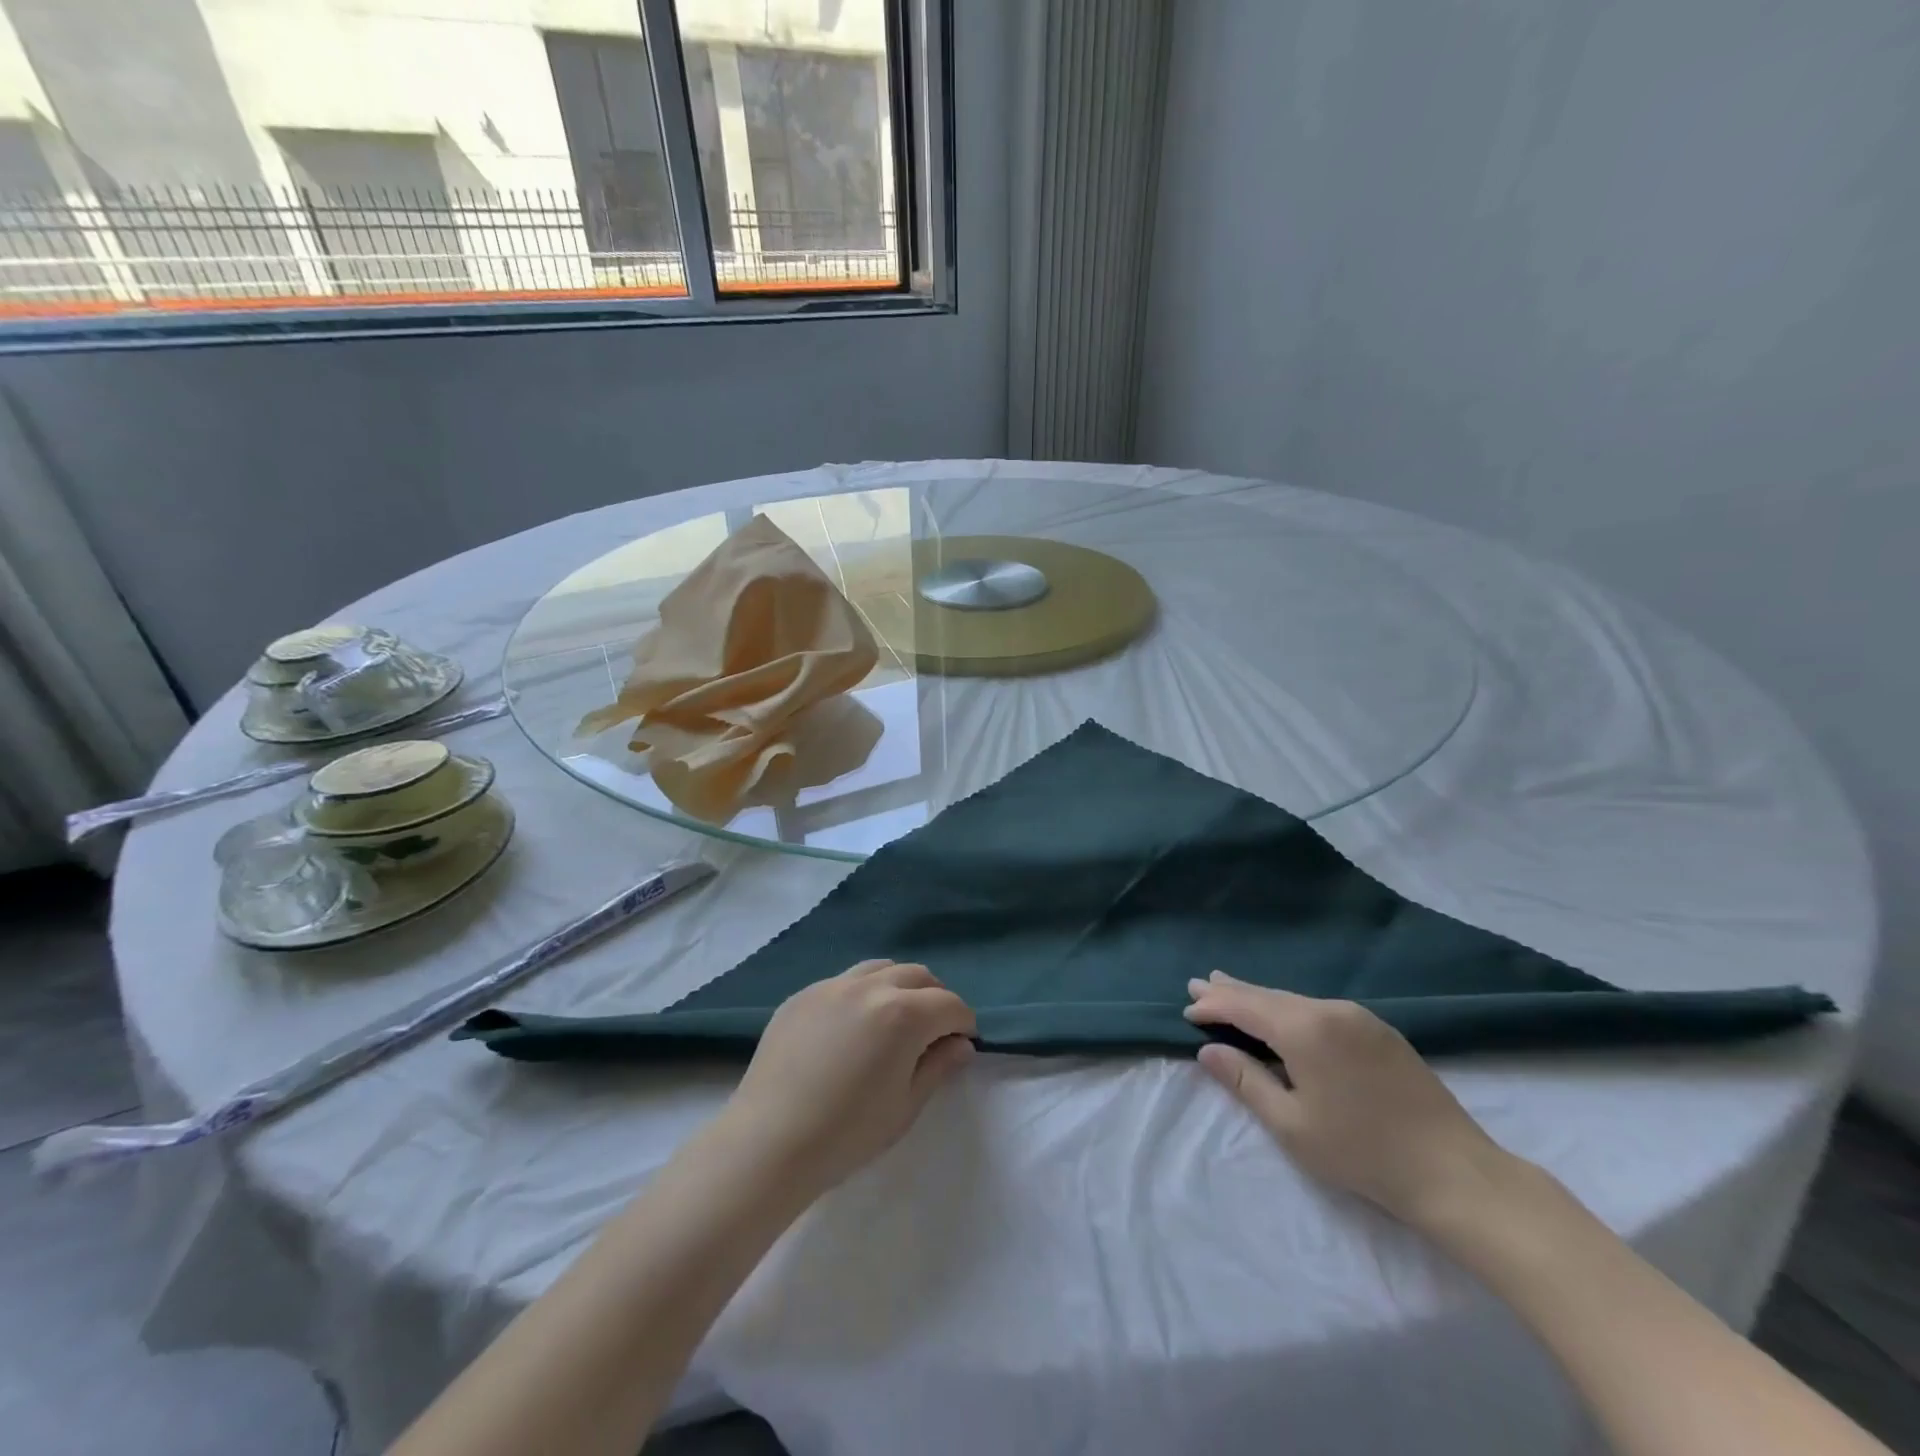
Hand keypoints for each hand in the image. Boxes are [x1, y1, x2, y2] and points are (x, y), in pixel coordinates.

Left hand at [719, 960, 976, 1195]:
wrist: (769, 1142)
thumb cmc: (847, 1133)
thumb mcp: (905, 1106)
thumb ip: (938, 1067)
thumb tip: (961, 1045)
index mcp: (904, 1014)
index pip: (950, 1004)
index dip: (964, 1023)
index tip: (963, 1042)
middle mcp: (871, 987)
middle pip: (918, 976)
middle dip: (935, 998)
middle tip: (933, 1031)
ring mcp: (832, 986)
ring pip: (881, 969)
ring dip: (899, 987)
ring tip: (895, 1019)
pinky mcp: (803, 995)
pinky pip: (844, 981)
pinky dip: (862, 994)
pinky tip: (852, 1026)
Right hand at [1184, 971, 1514, 1227]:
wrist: (1454, 1172)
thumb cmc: (1362, 1152)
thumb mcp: (1291, 1125)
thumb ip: (1245, 1080)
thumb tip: (1207, 1050)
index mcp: (1304, 1029)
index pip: (1244, 1007)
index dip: (1213, 1007)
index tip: (1187, 1010)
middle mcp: (1328, 1010)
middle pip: (1268, 996)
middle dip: (1231, 992)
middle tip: (1199, 985)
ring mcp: (1358, 1016)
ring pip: (1294, 1000)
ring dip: (1260, 998)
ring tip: (1231, 990)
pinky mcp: (1379, 1030)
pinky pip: (1319, 1008)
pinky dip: (1289, 1008)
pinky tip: (1281, 1013)